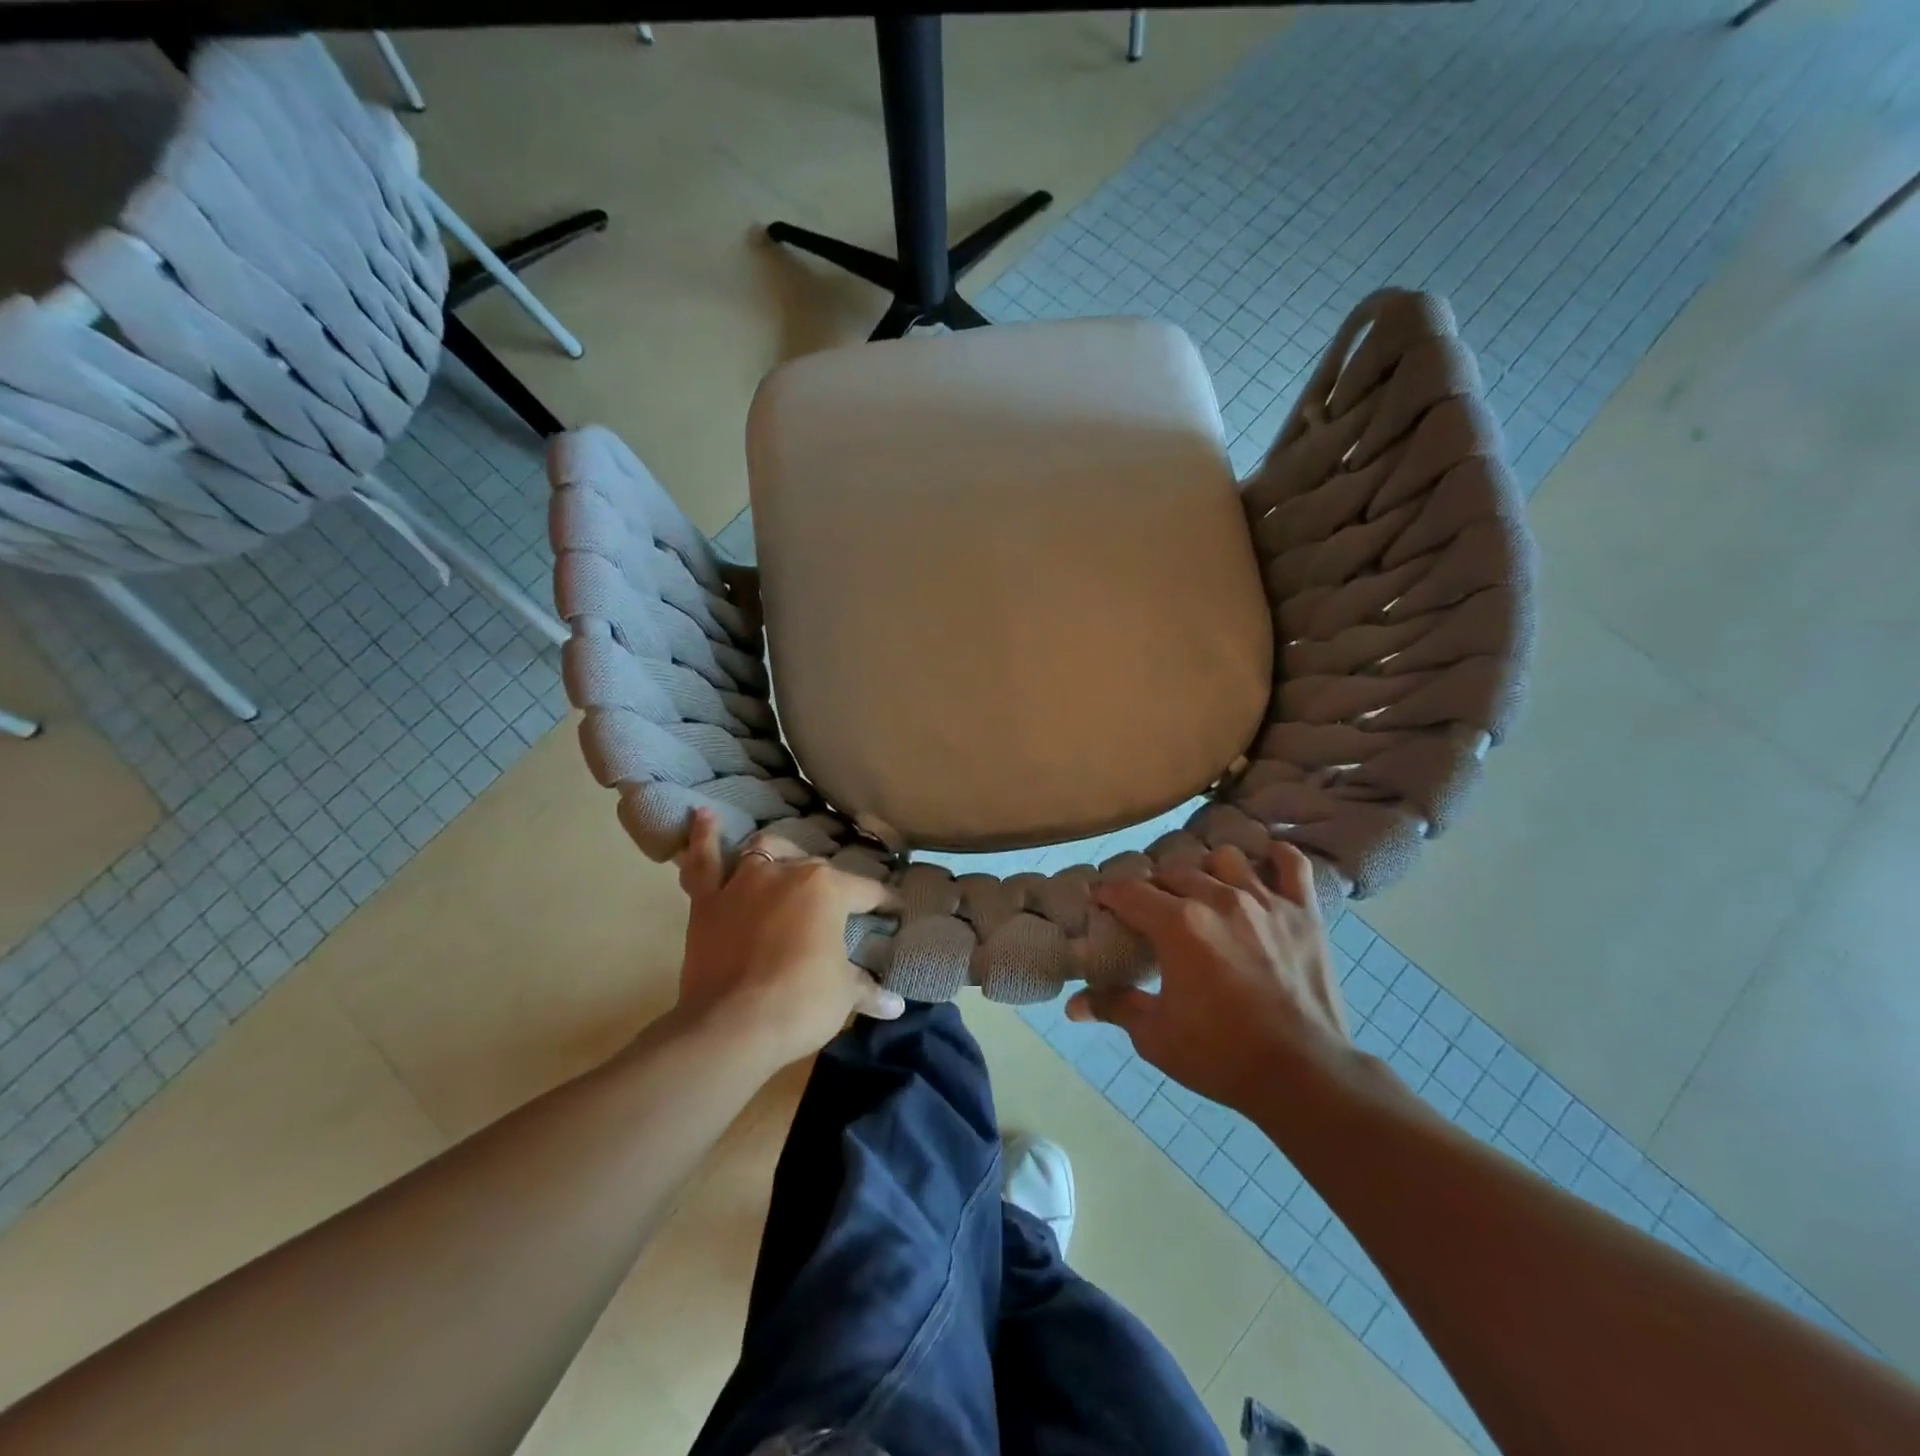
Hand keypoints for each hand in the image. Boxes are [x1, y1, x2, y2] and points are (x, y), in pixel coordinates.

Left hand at [674, 810, 904, 1070]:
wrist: (731, 1028)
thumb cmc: (800, 1004)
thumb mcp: (843, 995)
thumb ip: (868, 990)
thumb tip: (896, 1006)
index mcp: (827, 889)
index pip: (867, 891)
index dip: (885, 902)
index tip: (895, 911)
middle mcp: (786, 872)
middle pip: (816, 869)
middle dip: (832, 885)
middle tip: (840, 907)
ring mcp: (743, 882)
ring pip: (764, 852)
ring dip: (777, 854)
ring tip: (784, 861)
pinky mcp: (707, 901)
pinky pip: (703, 861)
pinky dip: (704, 837)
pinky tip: (704, 815)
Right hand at [1067, 841, 1353, 1111]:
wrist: (1303, 1076)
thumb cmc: (1221, 1055)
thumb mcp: (1155, 1036)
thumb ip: (1114, 1007)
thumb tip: (1073, 1005)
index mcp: (1178, 925)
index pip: (1129, 892)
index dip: (1108, 894)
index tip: (1101, 902)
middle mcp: (1218, 899)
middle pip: (1173, 872)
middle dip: (1154, 886)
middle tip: (1149, 909)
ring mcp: (1264, 901)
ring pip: (1225, 859)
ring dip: (1206, 871)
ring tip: (1203, 893)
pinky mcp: (1303, 912)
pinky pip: (1292, 864)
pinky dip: (1276, 857)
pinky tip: (1263, 865)